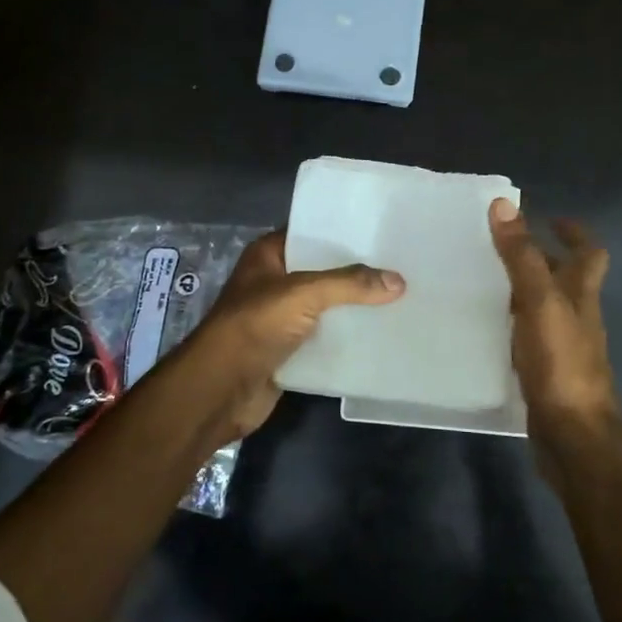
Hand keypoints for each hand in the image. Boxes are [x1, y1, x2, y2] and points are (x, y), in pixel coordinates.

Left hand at [190, 230, 404, 438]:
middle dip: (357, 272)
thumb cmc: (253, 326)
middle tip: (401, 265)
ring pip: (327, 306)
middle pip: (323, 272)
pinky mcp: (290, 350)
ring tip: (401, 298)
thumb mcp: (302, 294)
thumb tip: (399, 281)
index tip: (382, 231)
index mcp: (268, 256)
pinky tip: (382, 334)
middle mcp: (275, 282)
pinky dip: (348, 338)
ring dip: (355, 307)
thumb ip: (349, 284)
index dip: (342, 231)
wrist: (220, 390)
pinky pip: (326, 338)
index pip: (310, 233)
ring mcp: (281, 318)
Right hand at [489, 199, 621, 468]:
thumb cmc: (561, 362)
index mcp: (582, 294)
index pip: (589, 252)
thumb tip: (504, 204)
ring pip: (546, 308)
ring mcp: (564, 346)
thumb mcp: (539, 301)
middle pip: (567, 279)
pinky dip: (514, 325)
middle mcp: (577, 316)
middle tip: (501, 247)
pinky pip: (531, 336)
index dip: (574, 232)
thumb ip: (522, 256)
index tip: (549, 219)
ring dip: (524, 291)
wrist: (573, 435)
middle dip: (542, 259)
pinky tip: (488, 328)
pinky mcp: (547, 372)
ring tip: (485, 281)